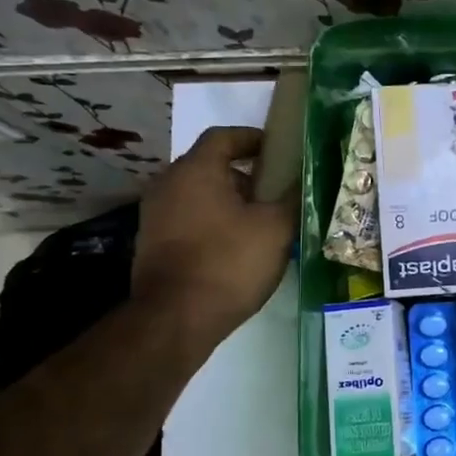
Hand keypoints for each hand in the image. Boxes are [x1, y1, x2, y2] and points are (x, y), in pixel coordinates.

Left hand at [132, 126, 295, 343]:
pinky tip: (236, 246)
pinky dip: (213, 222)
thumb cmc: (229, 263)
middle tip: (275, 191)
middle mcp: (168, 183)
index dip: (253, 139)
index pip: (224, 136)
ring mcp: (155, 214)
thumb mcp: (276, 228)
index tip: (278, 152)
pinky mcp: (152, 243)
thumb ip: (292, 197)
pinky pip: (189, 218)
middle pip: (210, 165)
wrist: (176, 318)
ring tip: (261, 222)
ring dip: (229, 201)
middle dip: (245, 175)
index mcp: (196, 170)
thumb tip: (303, 179)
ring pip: (199, 194)